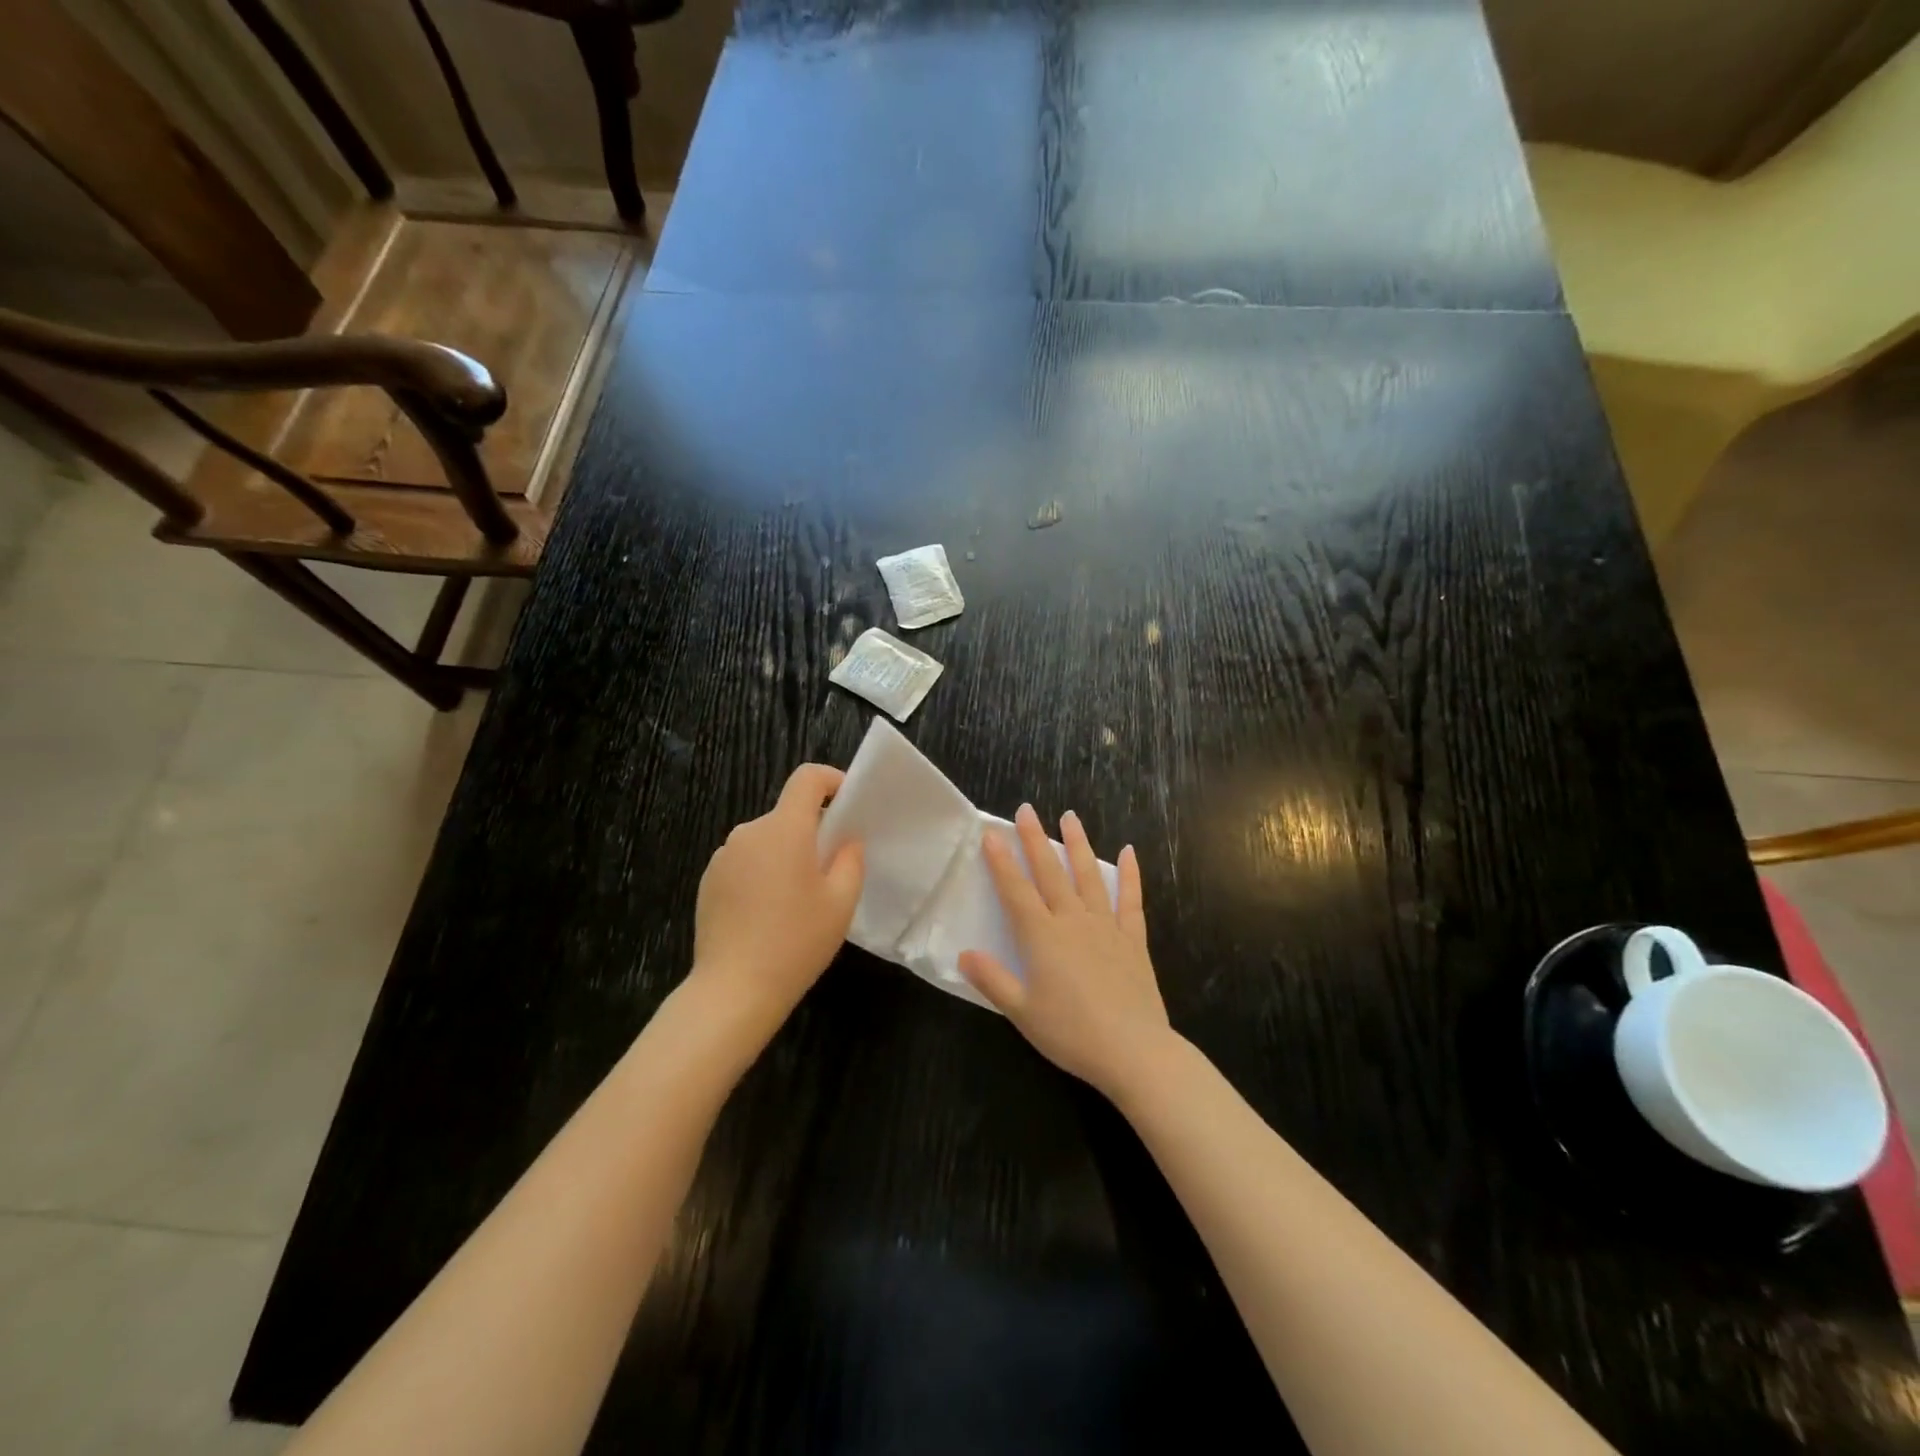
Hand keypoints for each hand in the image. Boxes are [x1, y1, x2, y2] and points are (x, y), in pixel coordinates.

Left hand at [691, 764, 863, 1024]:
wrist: (734, 989)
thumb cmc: (796, 941)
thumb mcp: (841, 902)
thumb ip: (850, 860)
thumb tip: (846, 840)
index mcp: (784, 829)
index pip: (807, 779)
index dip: (832, 780)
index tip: (847, 803)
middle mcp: (749, 832)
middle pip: (787, 814)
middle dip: (812, 831)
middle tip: (831, 869)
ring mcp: (723, 856)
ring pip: (766, 840)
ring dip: (785, 854)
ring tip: (798, 899)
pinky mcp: (708, 881)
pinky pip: (745, 863)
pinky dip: (762, 873)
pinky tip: (768, 914)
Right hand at [959, 805, 1170, 1102]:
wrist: (1133, 1051)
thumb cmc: (1070, 1033)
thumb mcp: (1022, 1012)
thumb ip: (992, 979)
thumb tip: (963, 953)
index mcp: (1042, 937)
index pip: (1016, 891)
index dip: (1001, 862)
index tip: (991, 833)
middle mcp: (1072, 922)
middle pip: (1050, 873)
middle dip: (1035, 840)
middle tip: (1027, 810)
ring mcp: (1106, 927)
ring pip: (1088, 877)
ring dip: (1078, 845)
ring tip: (1070, 817)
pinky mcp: (1133, 940)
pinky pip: (1131, 900)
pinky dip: (1130, 875)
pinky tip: (1128, 853)